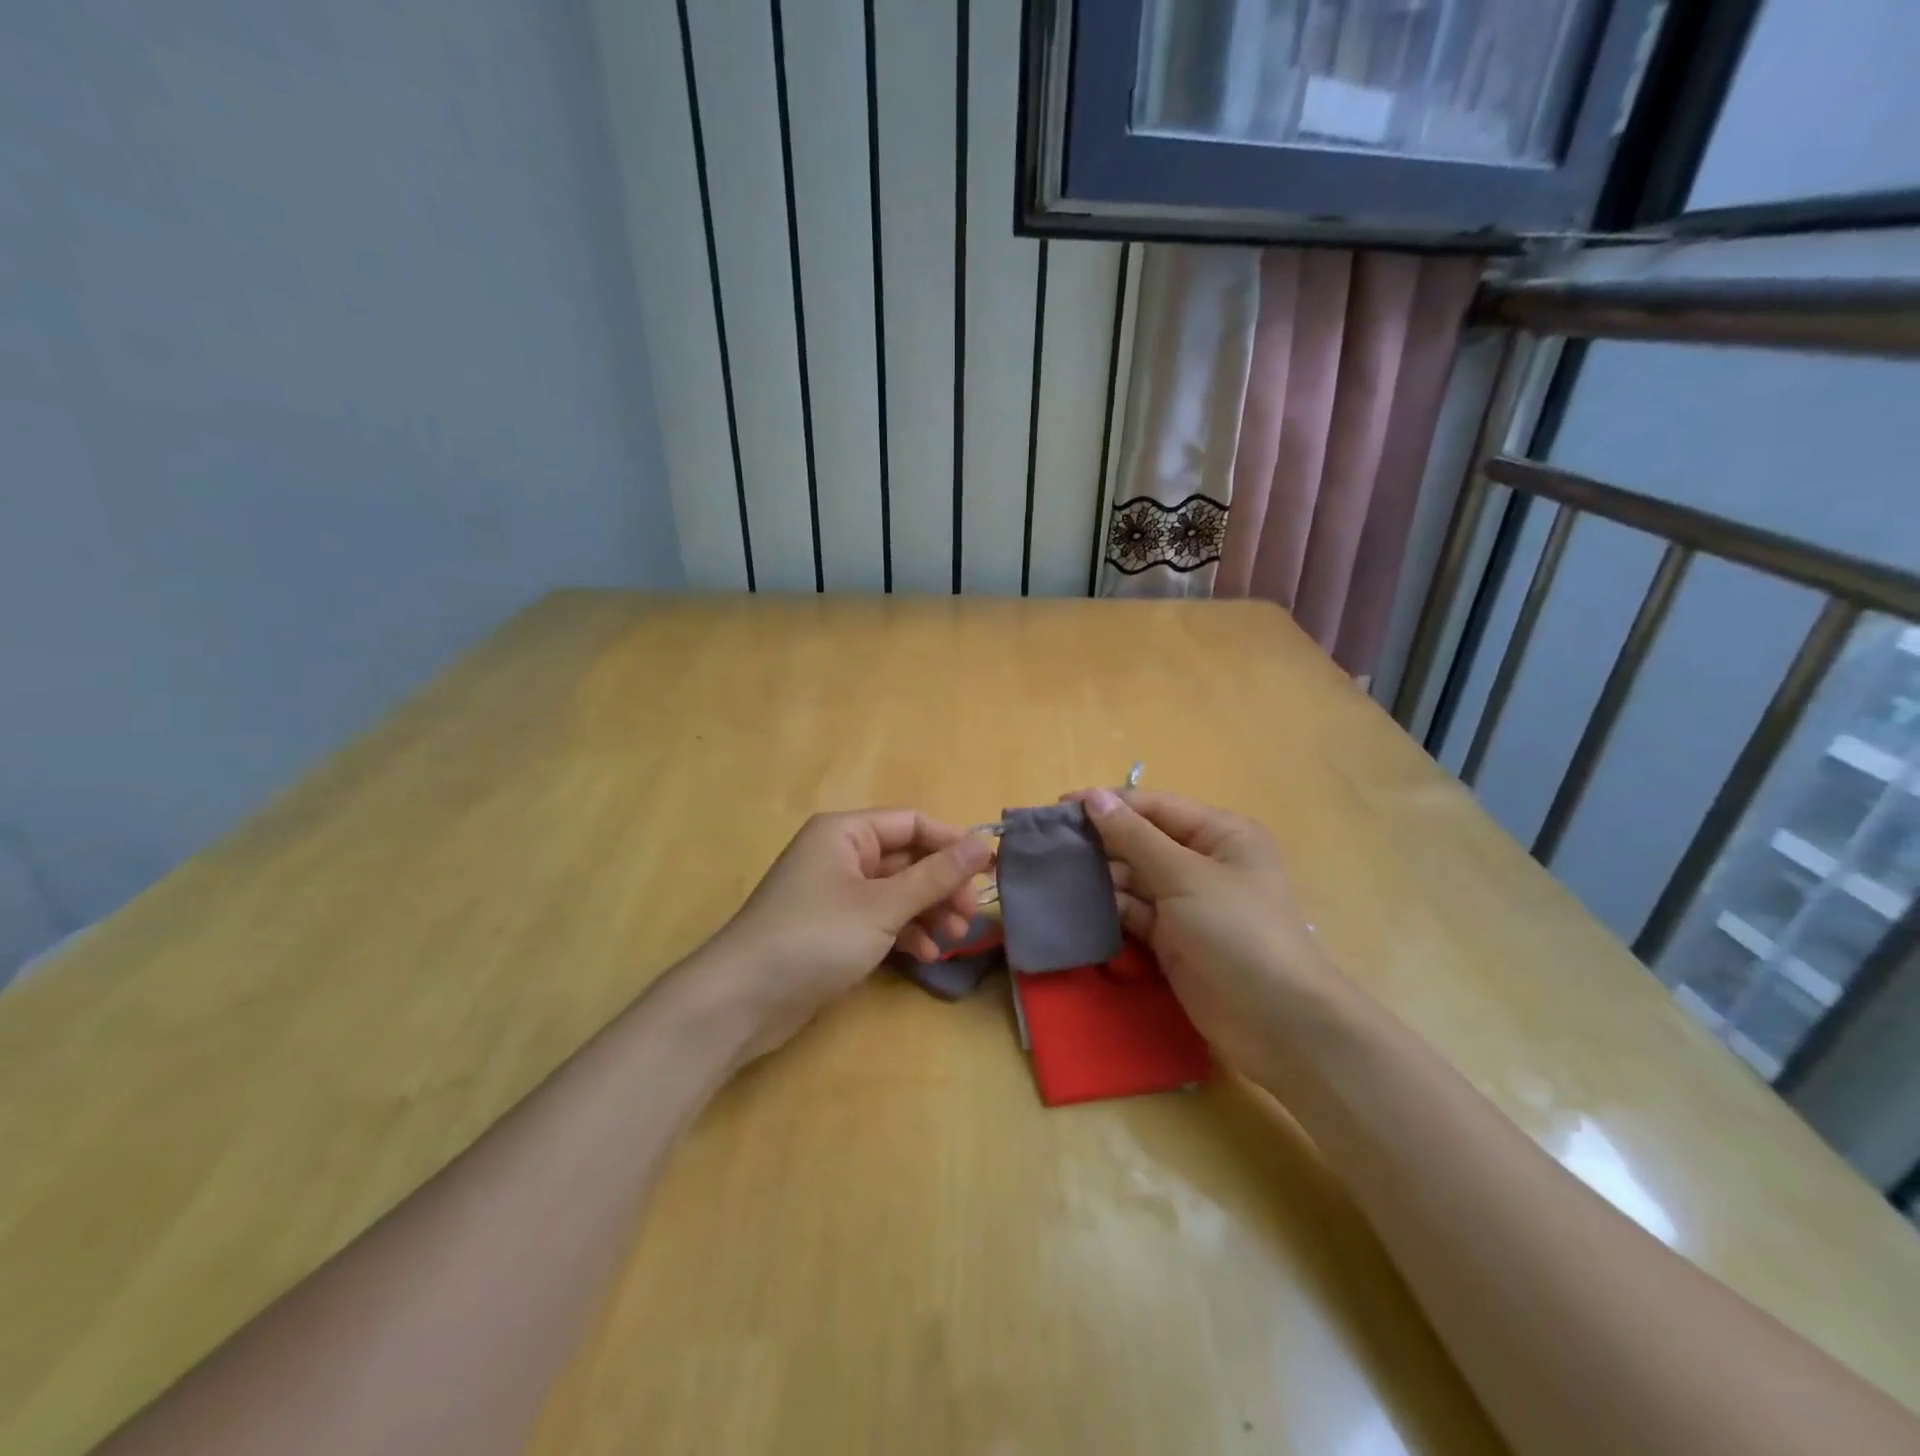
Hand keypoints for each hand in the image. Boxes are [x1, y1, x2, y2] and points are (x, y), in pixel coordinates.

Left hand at [700, 810, 993, 1058]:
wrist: (742, 1001)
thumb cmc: (815, 937)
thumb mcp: (882, 906)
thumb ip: (935, 875)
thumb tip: (983, 843)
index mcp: (846, 833)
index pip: (912, 823)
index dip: (952, 844)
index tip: (989, 872)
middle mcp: (841, 855)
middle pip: (907, 859)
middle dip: (941, 886)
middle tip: (970, 916)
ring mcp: (836, 893)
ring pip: (897, 892)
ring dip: (928, 912)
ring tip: (954, 939)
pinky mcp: (834, 928)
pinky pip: (880, 919)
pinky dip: (904, 933)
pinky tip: (926, 955)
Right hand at [1070, 788, 1341, 1084]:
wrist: (1275, 1022)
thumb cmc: (1236, 930)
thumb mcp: (1184, 875)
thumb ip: (1134, 836)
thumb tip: (1093, 797)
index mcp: (1220, 834)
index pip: (1155, 808)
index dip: (1109, 805)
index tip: (1059, 807)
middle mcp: (1204, 862)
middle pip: (1143, 841)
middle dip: (1100, 841)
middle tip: (1048, 843)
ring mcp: (1189, 903)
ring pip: (1135, 878)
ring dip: (1100, 874)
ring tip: (1053, 870)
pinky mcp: (1174, 939)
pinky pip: (1135, 912)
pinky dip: (1110, 907)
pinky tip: (1075, 902)